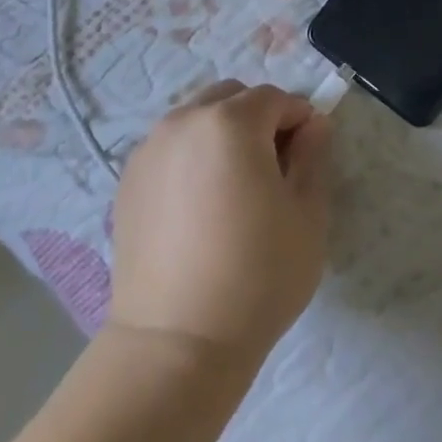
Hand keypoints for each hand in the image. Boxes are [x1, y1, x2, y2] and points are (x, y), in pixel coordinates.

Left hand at [109, 81, 331, 368]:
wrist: (176, 343)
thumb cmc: (257, 277)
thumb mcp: (307, 216)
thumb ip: (313, 157)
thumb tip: (314, 124)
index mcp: (231, 122)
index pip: (275, 98)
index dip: (299, 121)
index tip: (307, 157)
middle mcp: (184, 121)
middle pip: (232, 97)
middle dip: (258, 119)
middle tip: (272, 170)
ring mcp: (149, 149)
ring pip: (198, 118)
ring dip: (223, 134)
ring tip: (233, 189)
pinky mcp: (128, 180)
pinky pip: (171, 147)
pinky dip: (192, 156)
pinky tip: (200, 206)